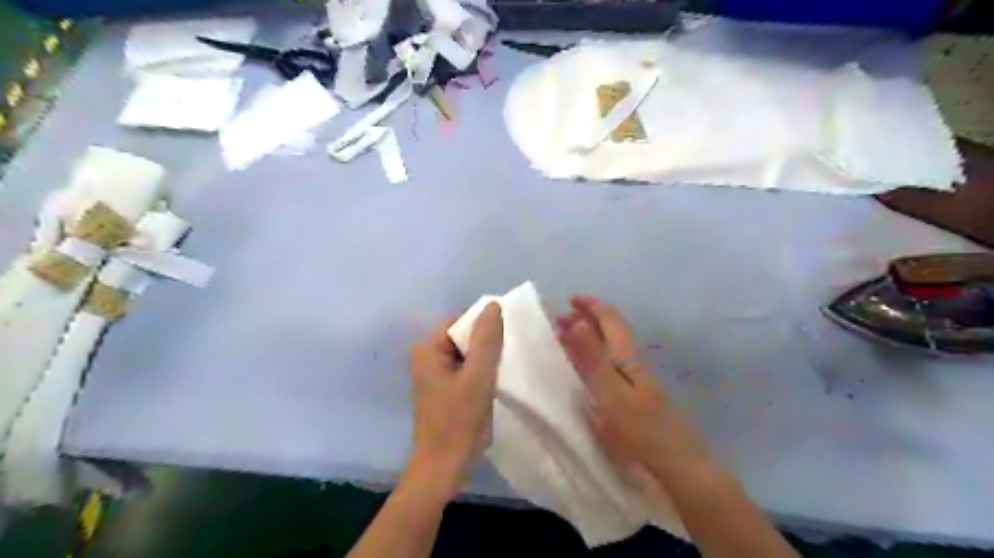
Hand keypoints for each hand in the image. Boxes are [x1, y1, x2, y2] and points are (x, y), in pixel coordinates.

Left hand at [406, 304, 499, 498]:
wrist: (443, 468)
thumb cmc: (458, 420)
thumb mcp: (478, 376)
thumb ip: (487, 339)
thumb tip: (493, 305)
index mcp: (428, 349)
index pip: (460, 321)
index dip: (484, 325)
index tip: (508, 336)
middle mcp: (428, 357)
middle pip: (464, 337)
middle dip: (487, 343)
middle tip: (510, 354)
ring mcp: (436, 374)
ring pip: (468, 354)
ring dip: (486, 359)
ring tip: (507, 368)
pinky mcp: (445, 389)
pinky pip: (467, 369)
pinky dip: (482, 372)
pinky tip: (496, 382)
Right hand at [557, 296, 710, 483]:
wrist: (674, 463)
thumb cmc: (640, 429)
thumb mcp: (610, 392)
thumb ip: (593, 358)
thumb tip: (577, 322)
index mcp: (626, 356)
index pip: (610, 319)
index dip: (591, 306)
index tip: (570, 300)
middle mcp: (631, 362)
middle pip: (611, 330)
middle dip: (586, 319)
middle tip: (560, 320)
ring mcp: (634, 379)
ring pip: (609, 347)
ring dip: (588, 337)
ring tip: (567, 339)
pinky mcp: (633, 396)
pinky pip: (608, 364)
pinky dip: (592, 356)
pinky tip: (586, 369)